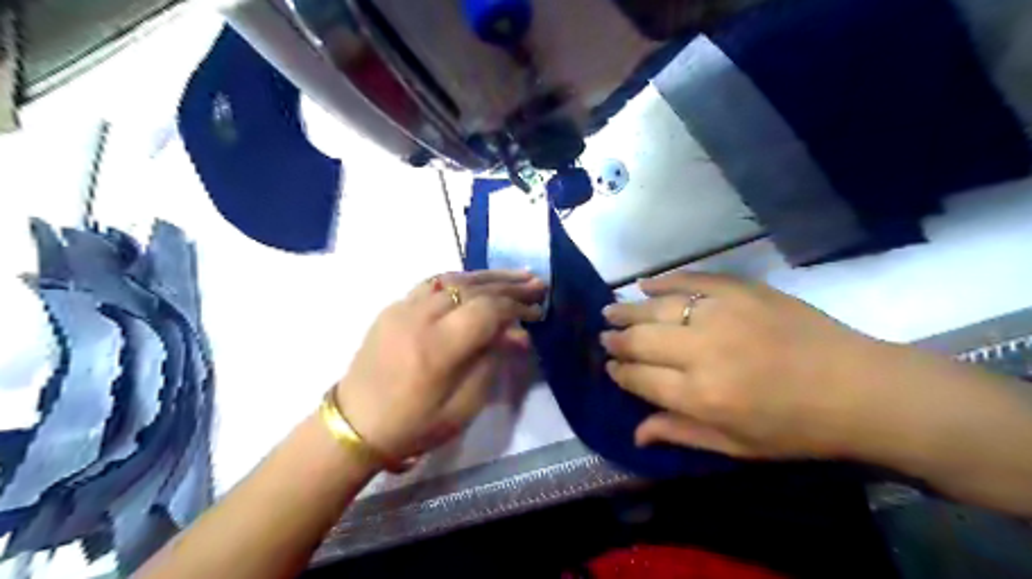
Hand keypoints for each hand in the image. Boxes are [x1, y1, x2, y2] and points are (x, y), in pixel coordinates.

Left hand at [339, 272, 547, 465]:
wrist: (355, 424)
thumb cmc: (414, 425)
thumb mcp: (464, 406)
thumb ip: (491, 362)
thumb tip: (515, 333)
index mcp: (438, 347)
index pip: (487, 309)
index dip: (516, 305)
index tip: (537, 310)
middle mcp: (420, 317)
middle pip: (473, 288)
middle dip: (509, 284)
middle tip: (537, 283)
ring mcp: (402, 307)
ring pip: (453, 279)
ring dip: (487, 276)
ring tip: (516, 275)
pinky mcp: (393, 307)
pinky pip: (433, 283)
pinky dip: (460, 279)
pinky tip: (477, 280)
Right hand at [605, 272, 887, 460]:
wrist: (859, 388)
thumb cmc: (796, 428)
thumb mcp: (737, 447)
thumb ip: (681, 433)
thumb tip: (634, 432)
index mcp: (701, 396)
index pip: (640, 379)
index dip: (620, 371)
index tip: (610, 366)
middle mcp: (702, 352)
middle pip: (642, 340)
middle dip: (617, 339)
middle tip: (605, 336)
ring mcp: (721, 315)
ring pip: (658, 308)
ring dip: (629, 310)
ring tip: (610, 309)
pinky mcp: (740, 290)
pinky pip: (691, 280)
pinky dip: (664, 281)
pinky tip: (645, 284)